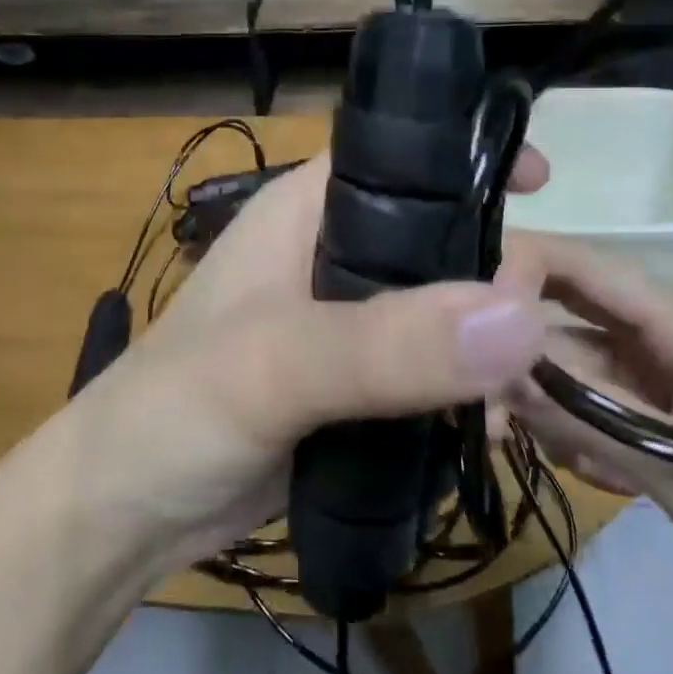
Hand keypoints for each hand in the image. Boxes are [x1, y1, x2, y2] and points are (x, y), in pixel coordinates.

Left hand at [74, 150, 550, 572]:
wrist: (122, 515)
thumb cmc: (176, 412)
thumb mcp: (273, 366)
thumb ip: (387, 344)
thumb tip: (520, 316)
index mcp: (305, 212)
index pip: (399, 159)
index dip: (467, 159)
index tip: (547, 184)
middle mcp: (329, 255)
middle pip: (435, 238)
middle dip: (495, 268)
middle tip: (550, 317)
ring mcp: (343, 325)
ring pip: (438, 310)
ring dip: (488, 340)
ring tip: (541, 384)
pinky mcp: (351, 387)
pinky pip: (427, 372)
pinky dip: (465, 391)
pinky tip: (502, 426)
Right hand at [494, 232, 672, 636]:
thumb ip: (588, 418)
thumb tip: (494, 370)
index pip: (584, 265)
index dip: (521, 270)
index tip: (467, 318)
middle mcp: (656, 329)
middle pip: (561, 304)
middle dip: (515, 344)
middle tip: (477, 394)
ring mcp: (645, 365)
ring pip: (560, 353)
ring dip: (537, 396)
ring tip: (539, 449)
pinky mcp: (638, 399)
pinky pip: (575, 391)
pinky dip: (562, 423)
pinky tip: (591, 470)